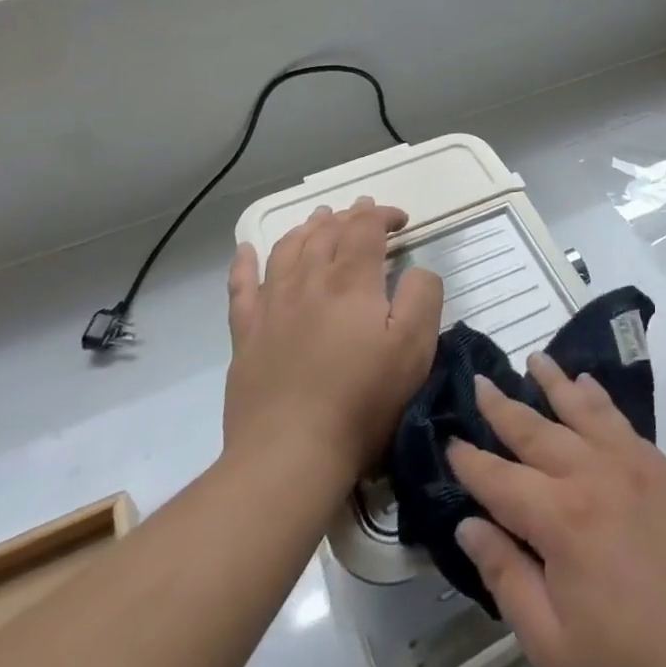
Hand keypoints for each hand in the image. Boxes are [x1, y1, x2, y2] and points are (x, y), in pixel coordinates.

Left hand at [223, 199, 442, 481]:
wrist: (290, 454)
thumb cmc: (362, 400)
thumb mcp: (415, 348)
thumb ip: (423, 295)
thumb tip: (417, 270)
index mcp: (352, 281)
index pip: (365, 228)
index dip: (382, 215)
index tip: (400, 220)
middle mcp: (309, 280)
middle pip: (326, 232)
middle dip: (348, 216)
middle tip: (362, 212)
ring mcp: (272, 305)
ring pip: (287, 249)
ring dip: (307, 228)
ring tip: (319, 219)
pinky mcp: (246, 334)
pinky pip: (241, 286)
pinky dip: (245, 262)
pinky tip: (247, 250)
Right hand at [448, 355, 665, 666]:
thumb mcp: (556, 650)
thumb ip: (508, 579)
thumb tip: (469, 525)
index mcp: (562, 520)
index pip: (501, 480)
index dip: (471, 462)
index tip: (449, 440)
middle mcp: (595, 476)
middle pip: (537, 432)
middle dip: (503, 407)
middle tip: (479, 380)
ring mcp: (636, 466)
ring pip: (582, 410)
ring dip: (554, 383)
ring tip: (534, 359)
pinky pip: (621, 420)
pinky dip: (599, 398)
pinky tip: (589, 385)